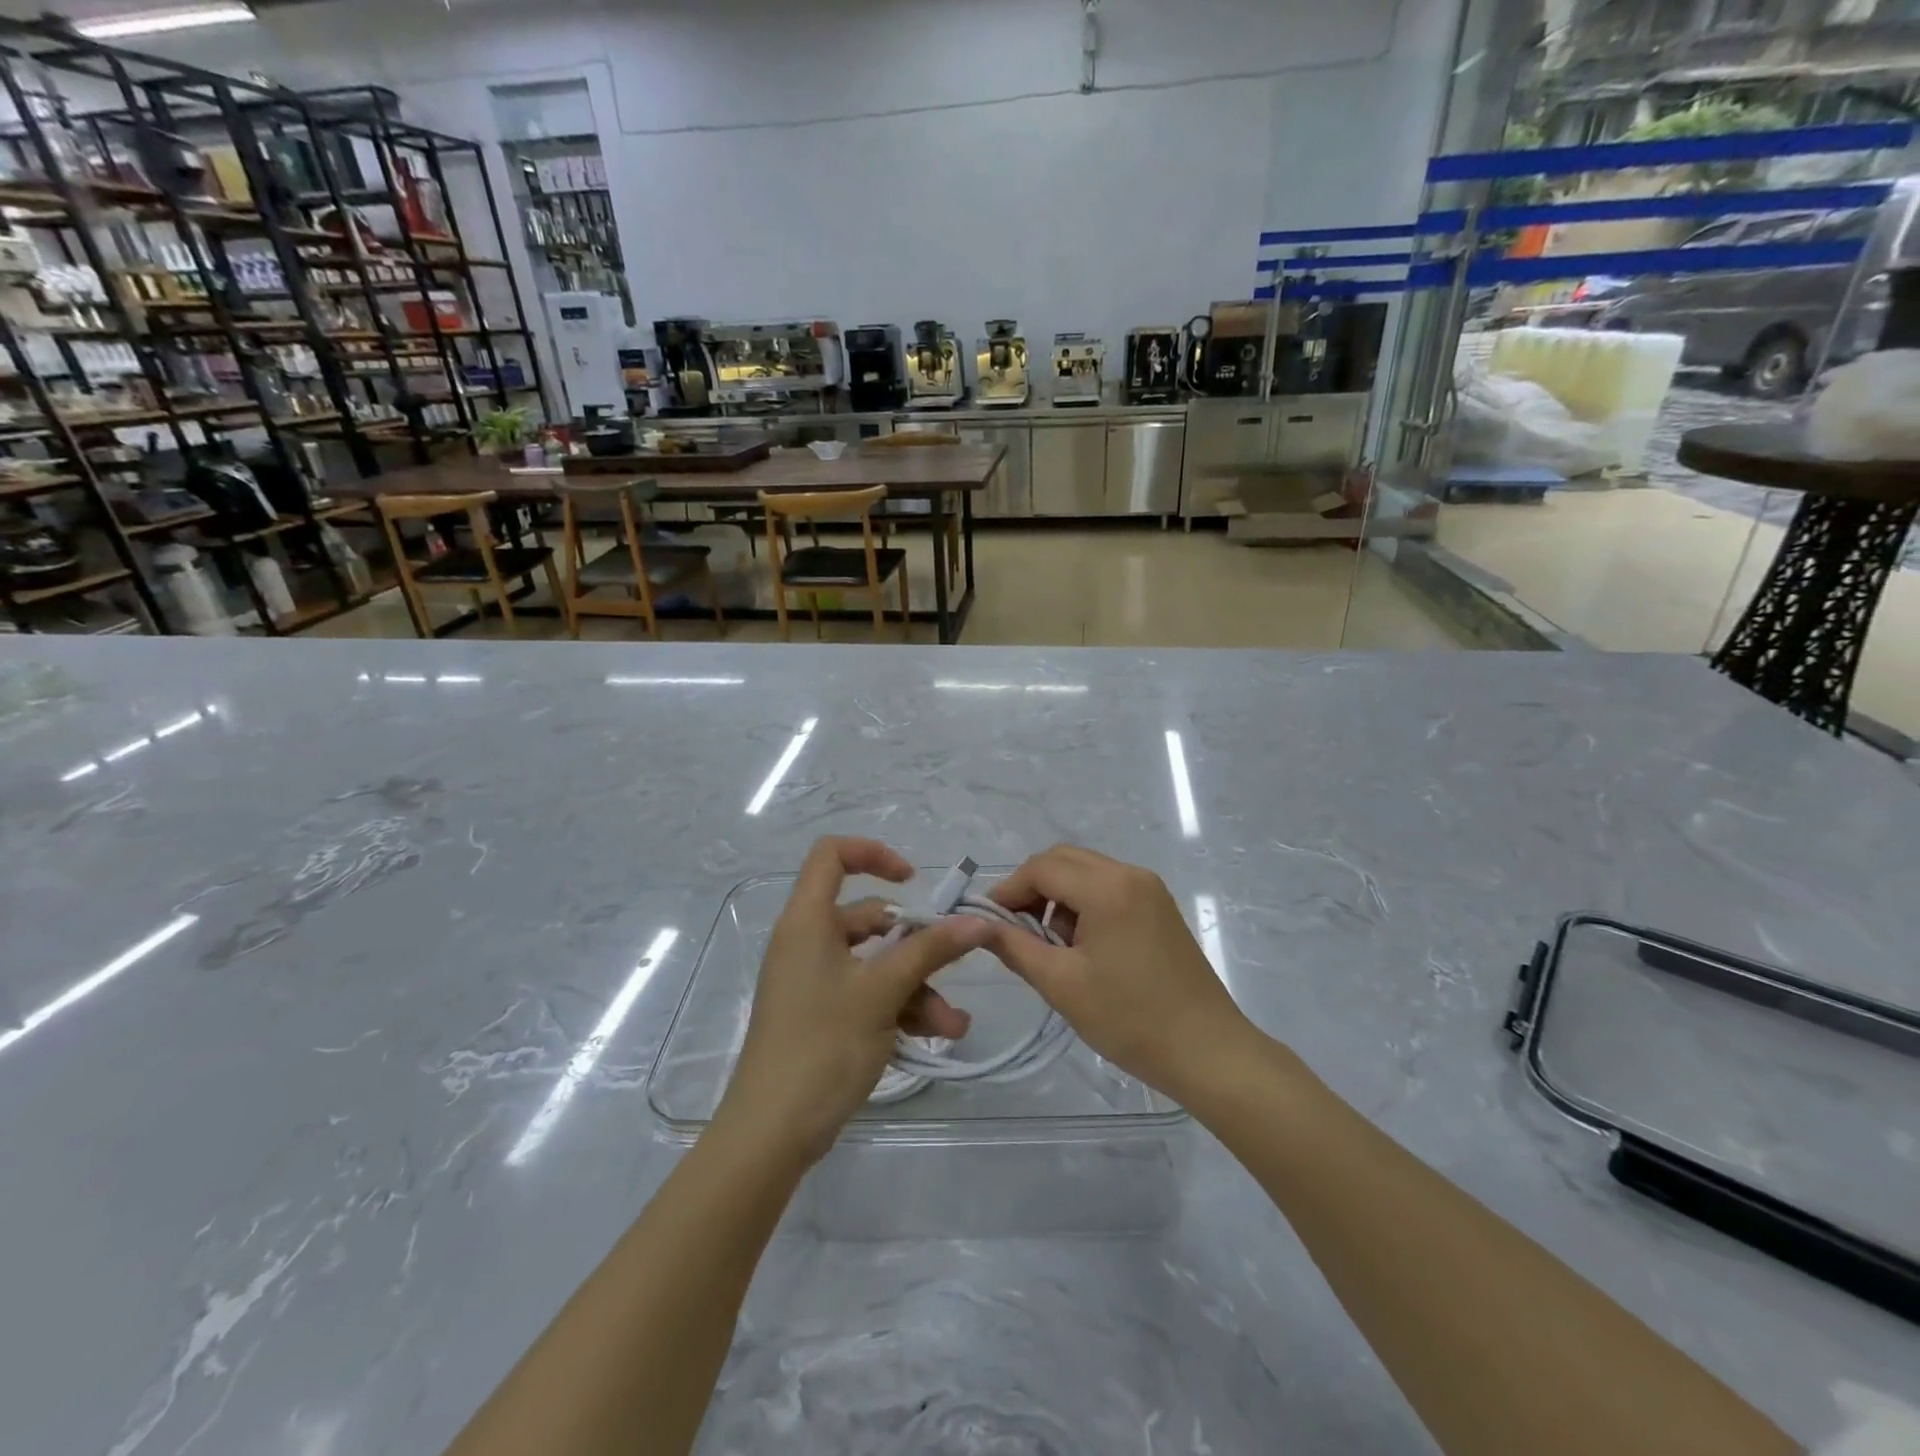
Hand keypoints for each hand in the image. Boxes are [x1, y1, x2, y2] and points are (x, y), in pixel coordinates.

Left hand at [717, 837, 989, 1162]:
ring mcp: (815, 980)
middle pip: (869, 918)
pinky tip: (936, 1036)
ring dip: (917, 987)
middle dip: (917, 944)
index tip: (913, 880)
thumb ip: (930, 951)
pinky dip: (900, 1008)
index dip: (873, 854)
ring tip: (953, 1026)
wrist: (773, 1132)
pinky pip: (869, 994)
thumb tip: (977, 921)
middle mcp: (809, 942)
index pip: (832, 856)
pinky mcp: (823, 1014)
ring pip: (876, 963)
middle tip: (954, 964)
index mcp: (809, 921)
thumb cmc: (823, 1044)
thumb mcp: (882, 992)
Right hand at [980, 845, 1252, 1099]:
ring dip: (1058, 897)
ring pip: (1086, 873)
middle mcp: (1130, 874)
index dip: (1009, 890)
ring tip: (1049, 946)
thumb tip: (980, 925)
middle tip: (1014, 931)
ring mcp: (1150, 889)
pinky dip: (1084, 905)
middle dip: (1032, 889)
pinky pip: (1109, 888)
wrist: (1208, 1052)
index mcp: (1107, 887)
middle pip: (1064, 861)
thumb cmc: (1130, 1019)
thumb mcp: (1061, 984)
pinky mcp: (1160, 907)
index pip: (1042, 867)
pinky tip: (1081, 947)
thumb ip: (1015, 947)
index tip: (988, 922)